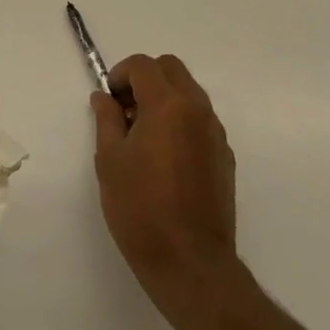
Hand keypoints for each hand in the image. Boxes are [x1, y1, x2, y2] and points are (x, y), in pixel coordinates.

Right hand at [91, 53, 237, 318]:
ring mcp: (215, 133)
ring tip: (144, 136)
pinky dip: (181, 121)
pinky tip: (166, 158)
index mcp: (168, 104)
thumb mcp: (110, 161)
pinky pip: (200, 120)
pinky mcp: (225, 156)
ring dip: (165, 98)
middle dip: (145, 79)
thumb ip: (107, 119)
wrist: (191, 264)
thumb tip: (104, 97)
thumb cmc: (141, 209)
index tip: (109, 101)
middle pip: (171, 69)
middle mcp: (197, 109)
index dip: (120, 74)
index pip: (143, 65)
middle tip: (126, 111)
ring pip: (189, 92)